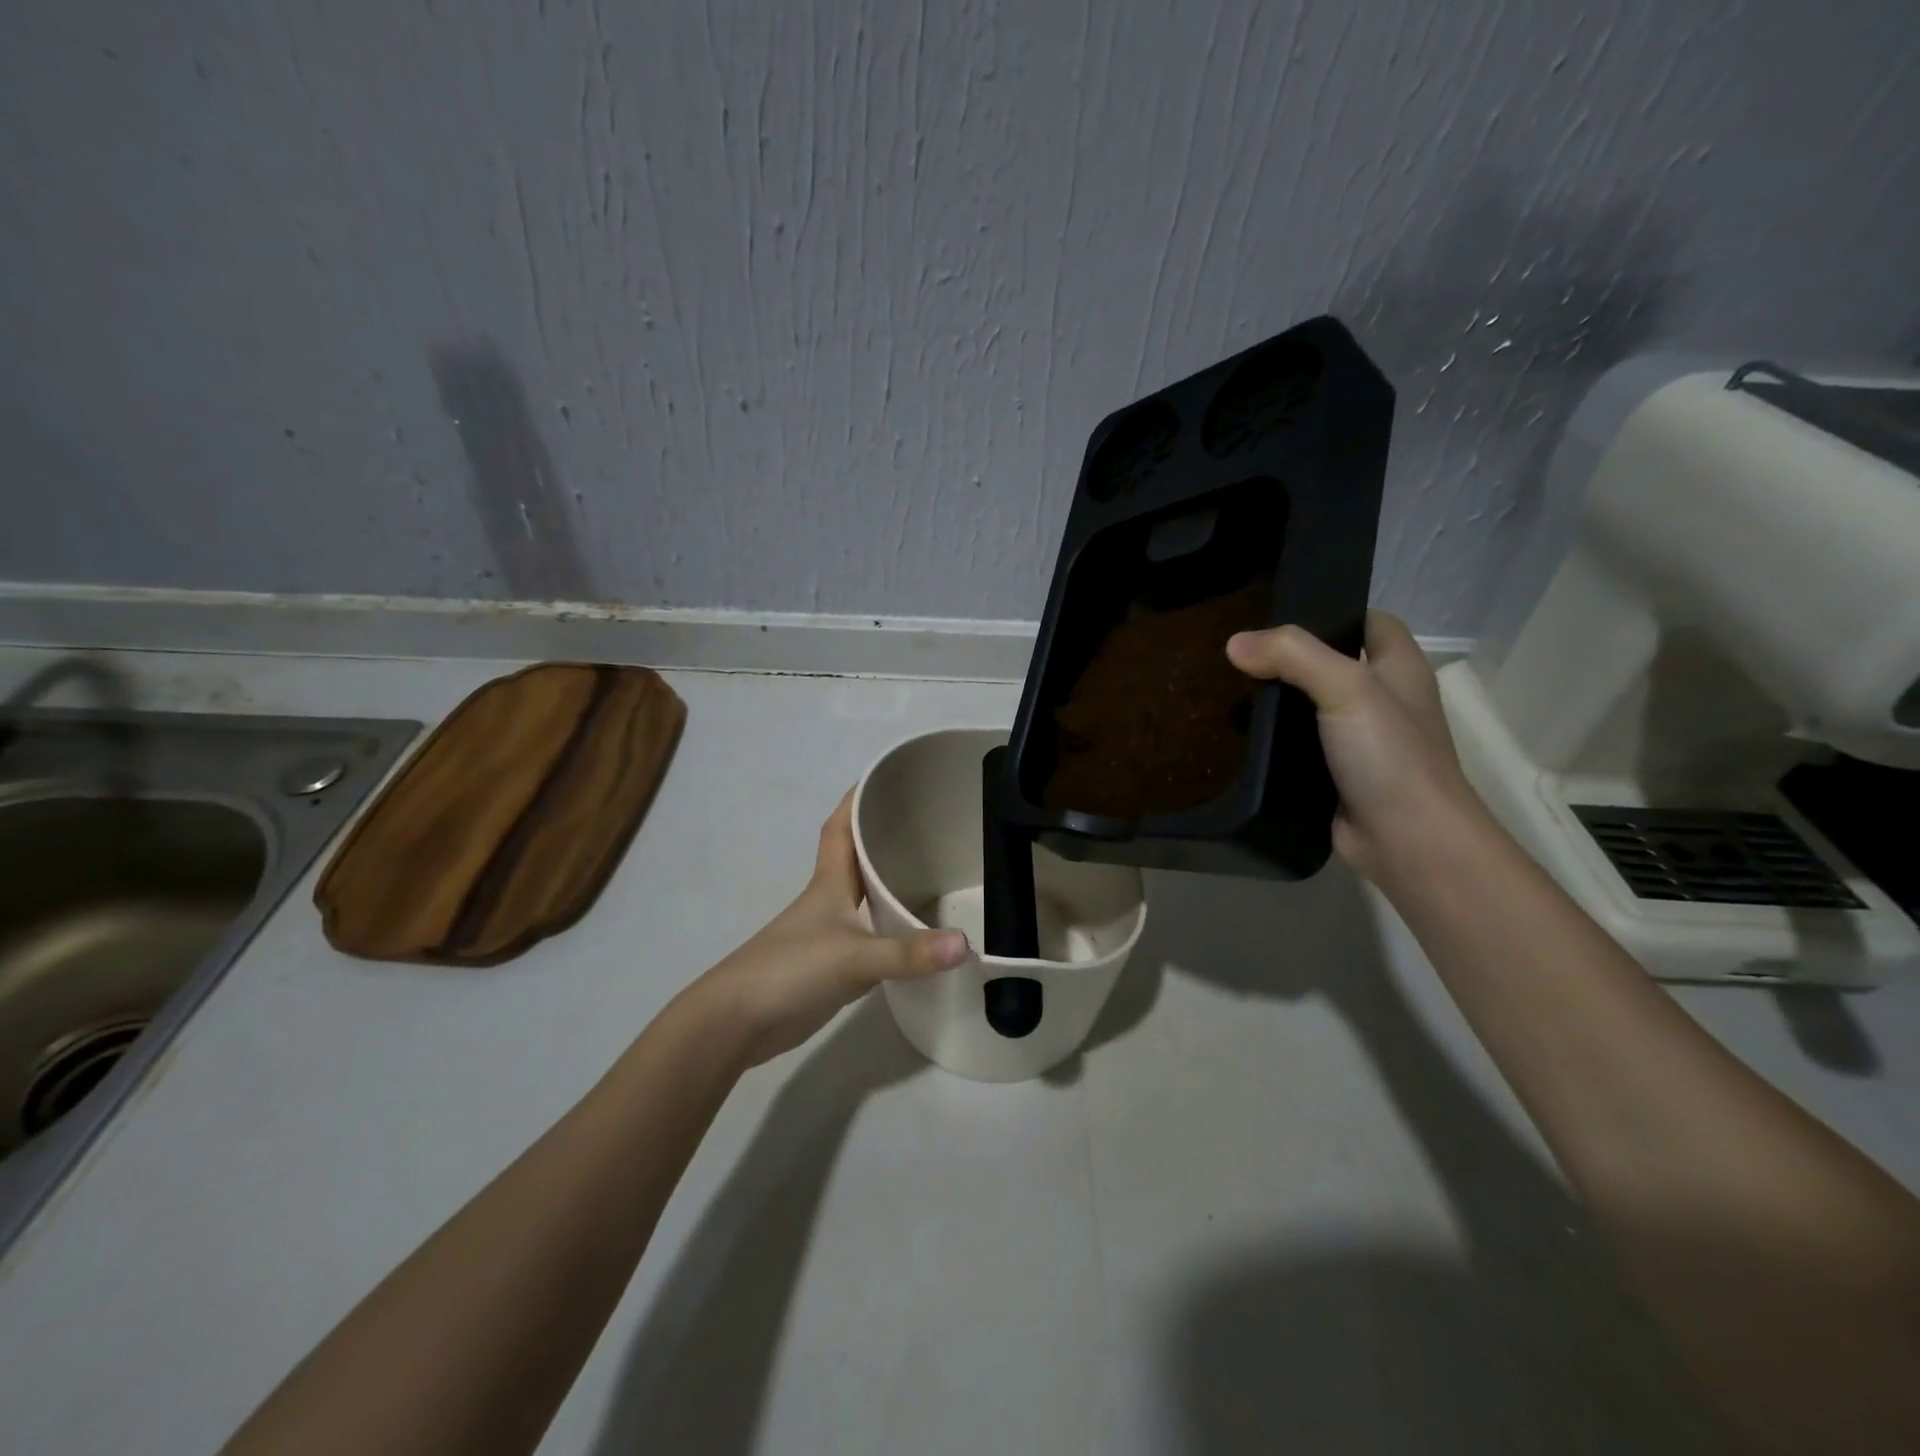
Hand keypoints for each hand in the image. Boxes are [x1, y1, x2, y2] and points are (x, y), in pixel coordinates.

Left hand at [685, 792, 968, 1067]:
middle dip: (884, 836)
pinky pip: (869, 935)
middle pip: (856, 857)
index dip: (857, 798)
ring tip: (933, 871)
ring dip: (890, 883)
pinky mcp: (831, 966)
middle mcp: (829, 901)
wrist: (737, 1022)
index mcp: (829, 883)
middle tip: (928, 823)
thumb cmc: (790, 970)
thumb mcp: (853, 957)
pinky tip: (916, 935)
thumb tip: (965, 945)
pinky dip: (891, 928)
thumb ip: (908, 953)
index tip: (885, 776)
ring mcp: (828, 934)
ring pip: (864, 896)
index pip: (840, 827)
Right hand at [1226, 610, 1483, 884]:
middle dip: (1287, 658)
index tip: (1276, 614)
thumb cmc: (1390, 756)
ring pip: (1308, 709)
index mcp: (1399, 668)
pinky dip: (1270, 743)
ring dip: (1273, 702)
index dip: (1330, 612)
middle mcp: (1381, 700)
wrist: (1407, 842)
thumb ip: (1293, 656)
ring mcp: (1357, 741)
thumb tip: (1234, 643)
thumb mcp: (1347, 689)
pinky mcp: (1333, 776)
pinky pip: (1296, 748)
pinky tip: (1235, 738)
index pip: (1368, 621)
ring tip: (1224, 690)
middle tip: (1236, 653)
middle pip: (1330, 664)